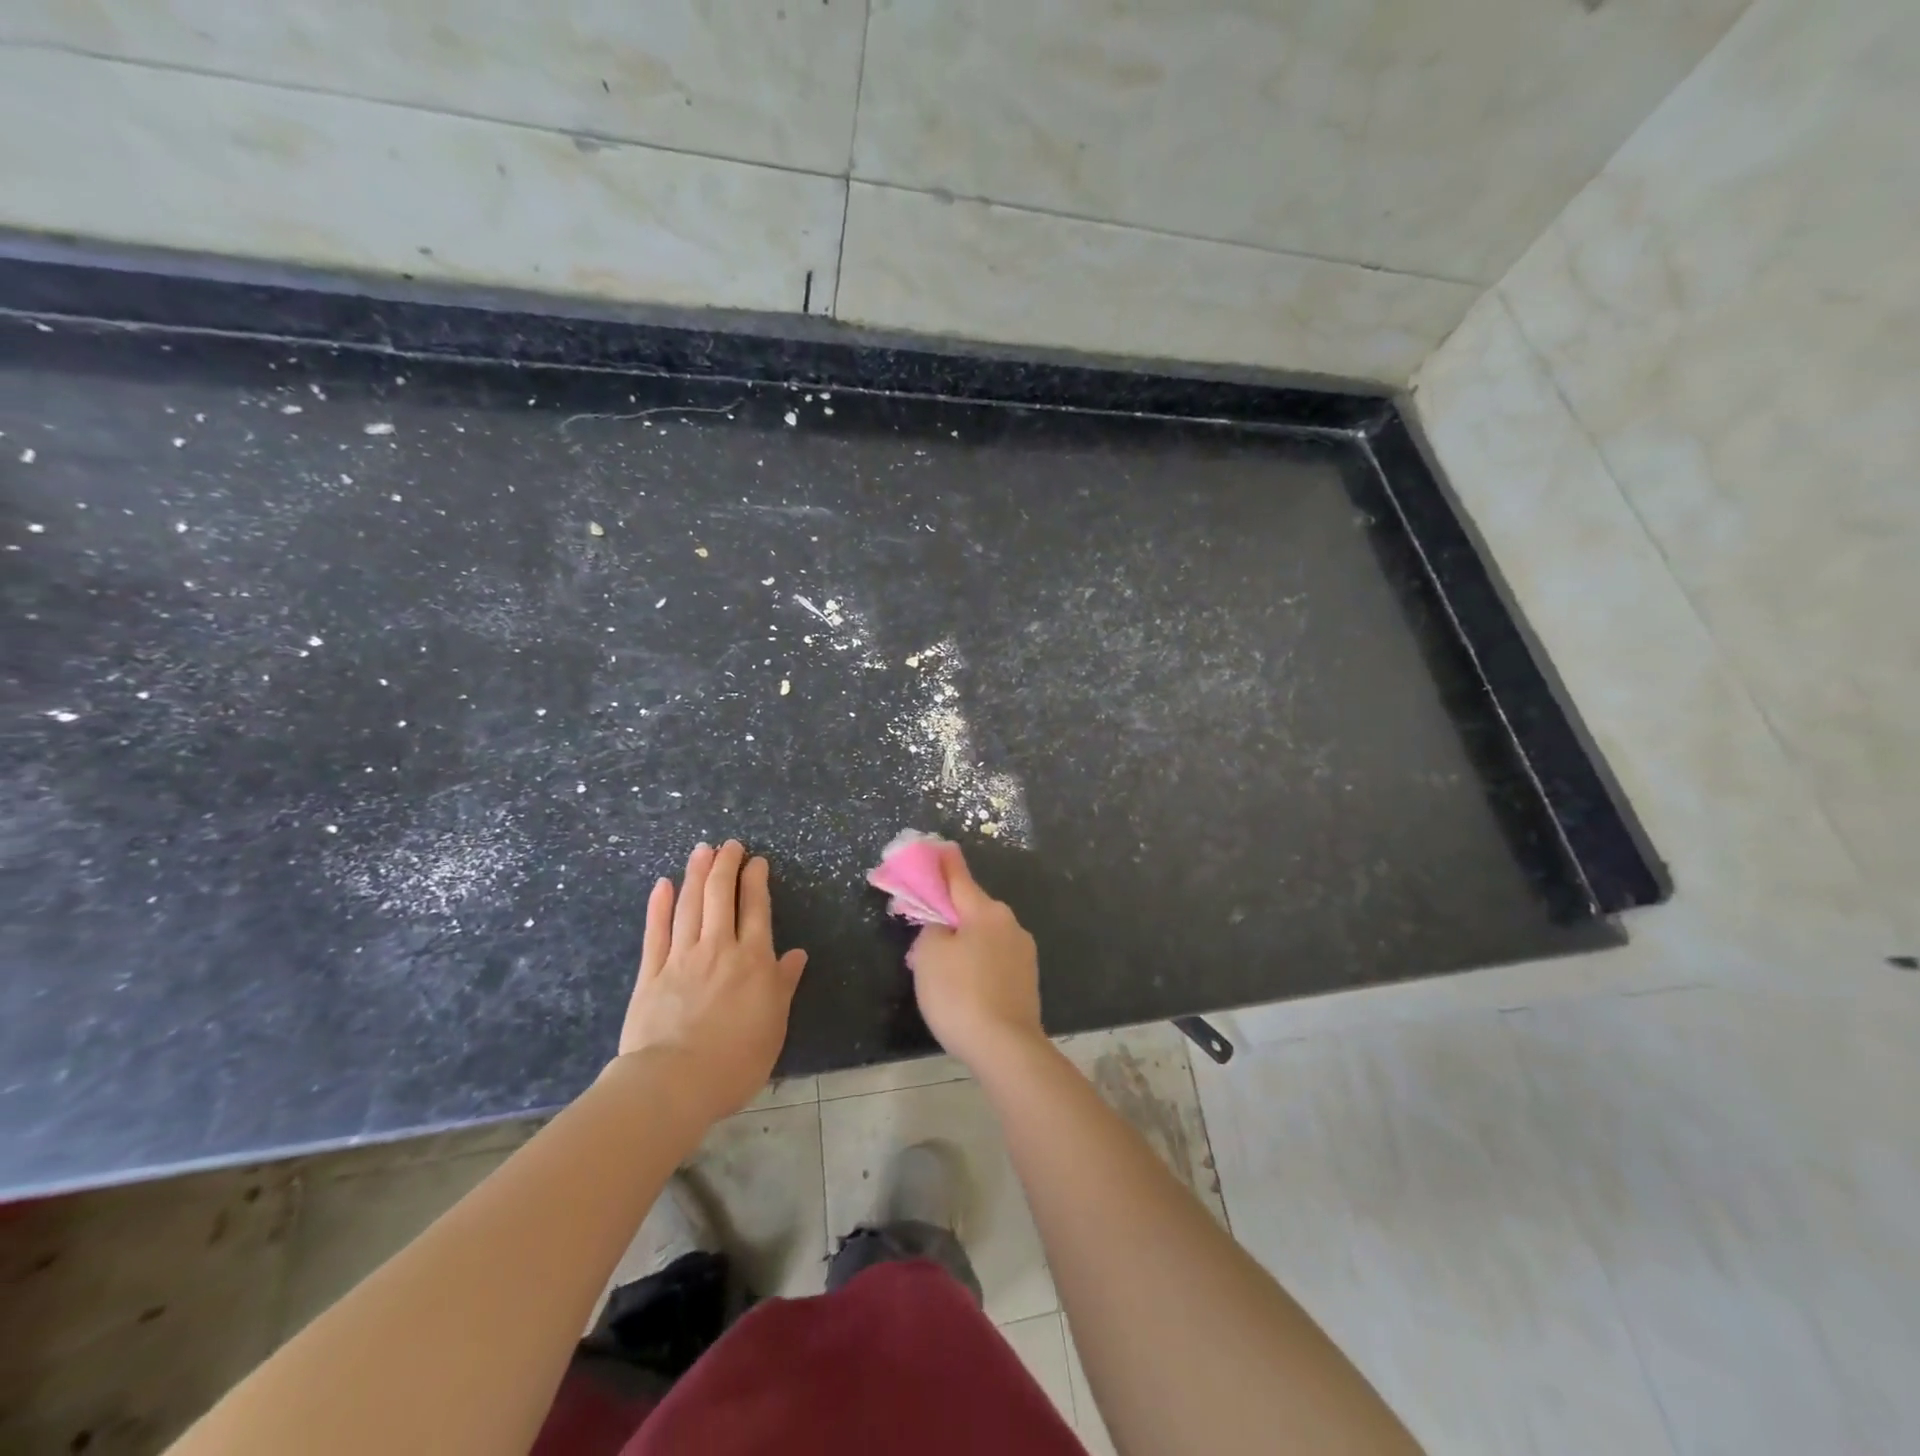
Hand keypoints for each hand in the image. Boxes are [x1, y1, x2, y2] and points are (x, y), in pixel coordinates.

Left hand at [616, 841, 808, 1120]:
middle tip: (729, 845)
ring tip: (702, 850)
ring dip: (696, 874)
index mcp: (753, 960)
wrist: (674, 1083)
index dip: (756, 880)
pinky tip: (663, 885)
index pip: (756, 908)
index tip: (756, 860)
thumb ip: (783, 985)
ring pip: (690, 906)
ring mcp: (681, 958)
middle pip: (720, 896)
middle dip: (726, 865)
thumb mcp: (774, 1025)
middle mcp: (718, 948)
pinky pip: (656, 932)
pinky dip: (660, 906)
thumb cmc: (735, 1059)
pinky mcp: (650, 974)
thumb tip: (796, 954)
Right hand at [906, 843, 1042, 1069]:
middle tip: (925, 927)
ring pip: (985, 934)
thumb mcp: (928, 956)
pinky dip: (979, 962)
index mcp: (985, 910)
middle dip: (950, 912)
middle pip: (972, 907)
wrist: (1006, 1048)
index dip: (943, 862)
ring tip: (944, 967)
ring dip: (965, 940)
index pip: (958, 876)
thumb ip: (931, 929)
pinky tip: (967, 986)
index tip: (938, 847)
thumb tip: (943, 927)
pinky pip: (995, 958)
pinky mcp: (1027, 978)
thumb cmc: (960, 995)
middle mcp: (1009, 922)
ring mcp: (1023, 951)